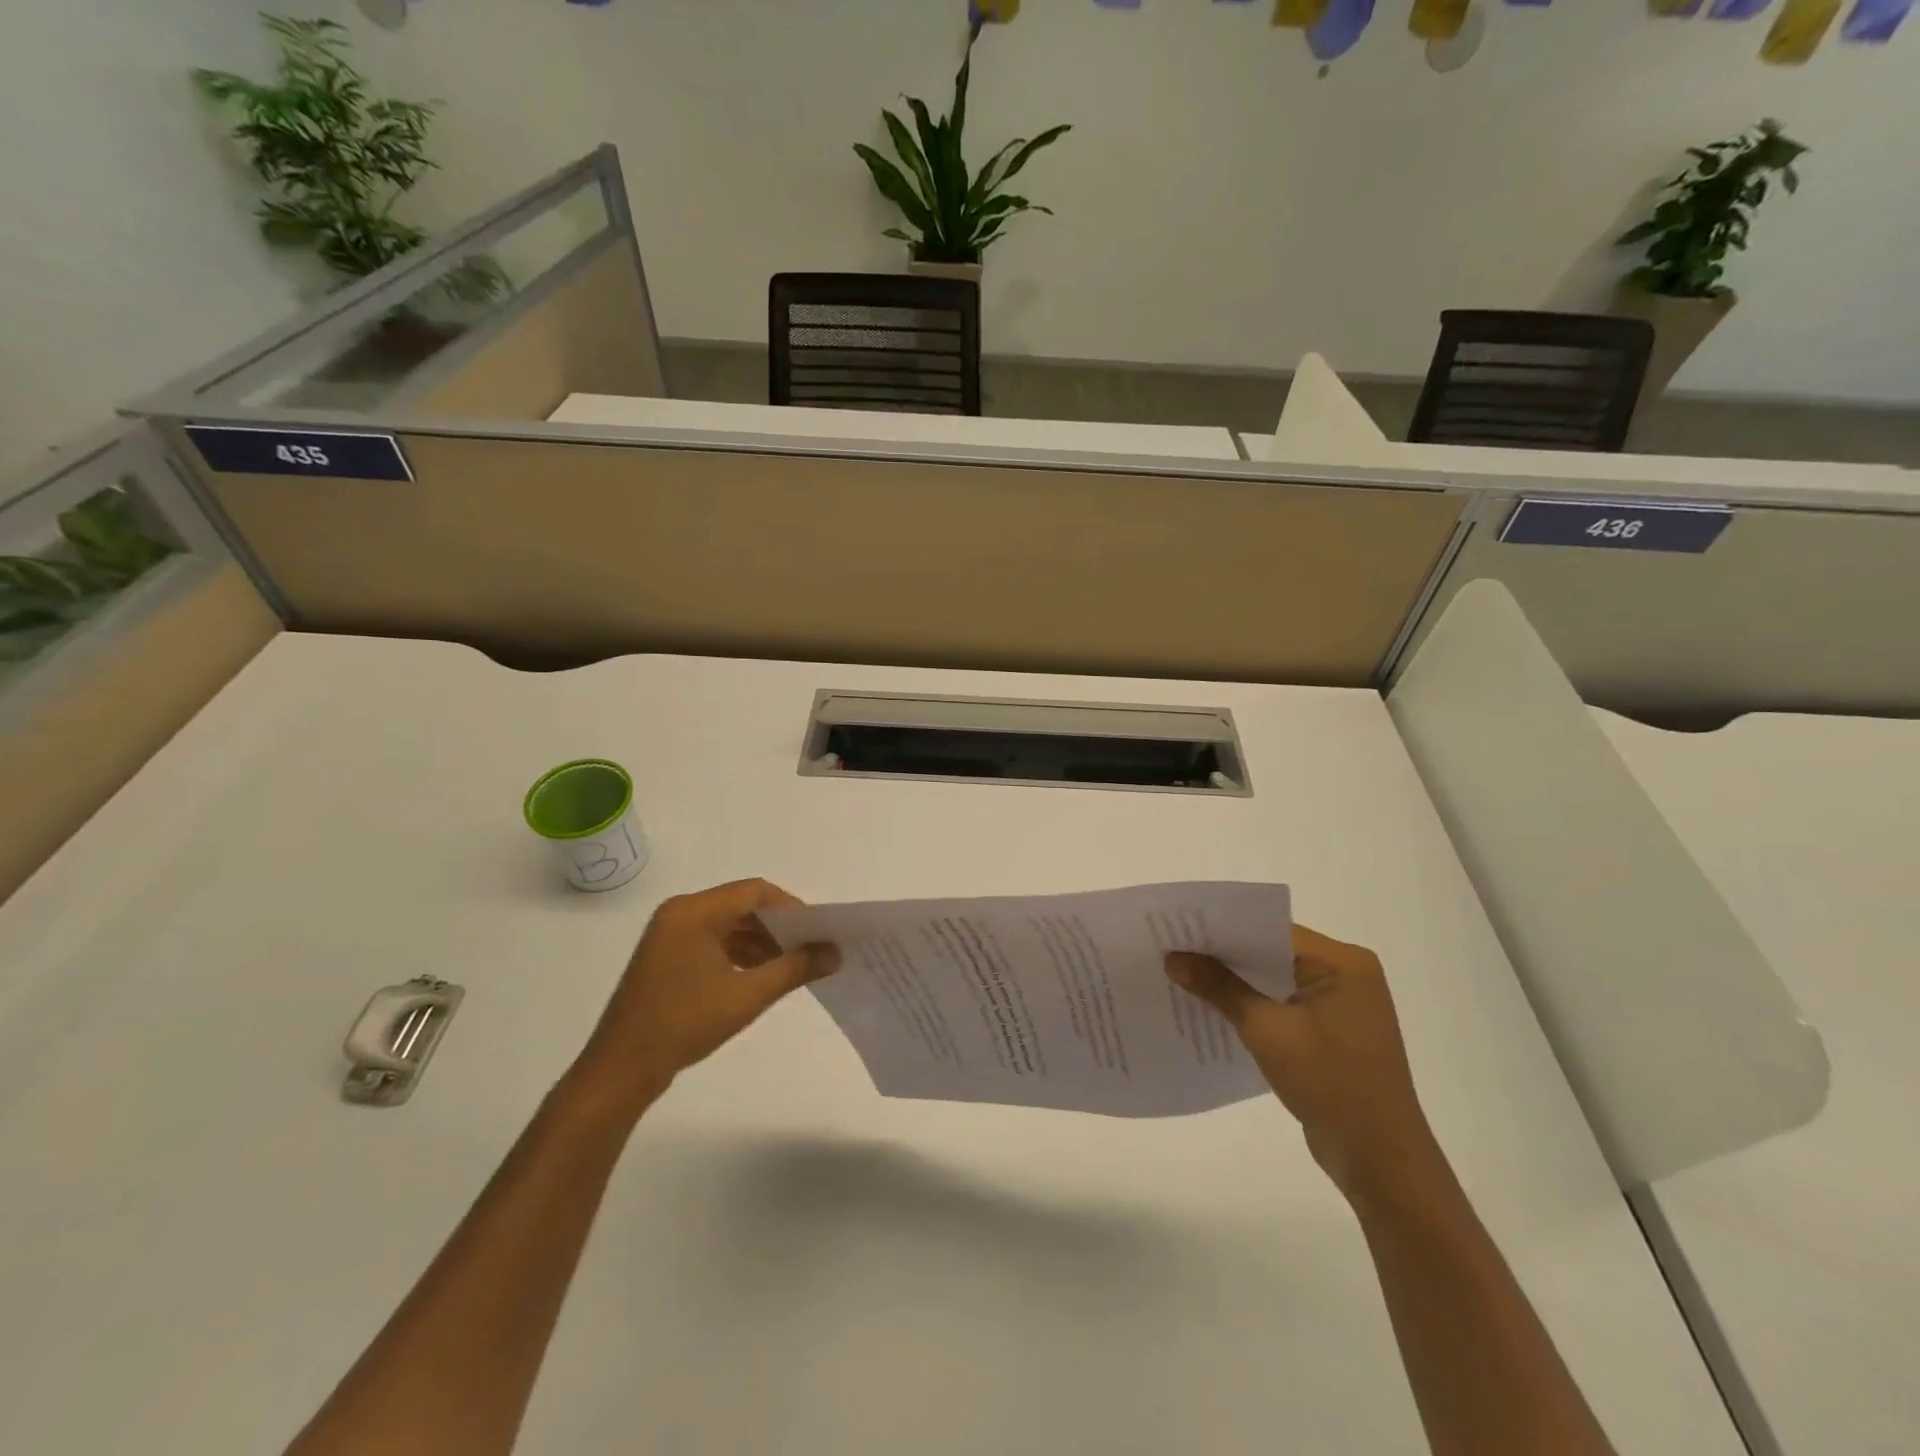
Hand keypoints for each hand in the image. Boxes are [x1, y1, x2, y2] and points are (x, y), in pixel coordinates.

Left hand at [567, 879, 838, 1116]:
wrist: (622, 1069)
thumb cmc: (684, 1023)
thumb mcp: (747, 995)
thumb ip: (795, 968)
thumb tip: (835, 953)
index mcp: (695, 911)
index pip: (755, 892)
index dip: (792, 908)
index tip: (818, 932)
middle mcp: (680, 913)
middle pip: (742, 905)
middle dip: (779, 926)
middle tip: (811, 949)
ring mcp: (670, 934)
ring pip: (728, 924)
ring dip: (761, 941)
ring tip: (792, 966)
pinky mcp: (667, 956)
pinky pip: (712, 940)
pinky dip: (739, 953)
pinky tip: (761, 975)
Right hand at [1166, 925, 1440, 1202]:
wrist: (1380, 1160)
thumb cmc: (1330, 1083)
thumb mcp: (1267, 1030)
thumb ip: (1220, 988)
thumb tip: (1173, 958)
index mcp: (1342, 963)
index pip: (1271, 929)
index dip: (1223, 929)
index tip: (1179, 928)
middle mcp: (1346, 975)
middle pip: (1272, 952)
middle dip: (1224, 955)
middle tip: (1172, 950)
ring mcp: (1340, 1005)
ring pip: (1275, 980)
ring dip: (1235, 983)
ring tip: (1182, 976)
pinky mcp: (1331, 1032)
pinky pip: (1283, 1005)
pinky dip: (1252, 1006)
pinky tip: (1214, 1011)